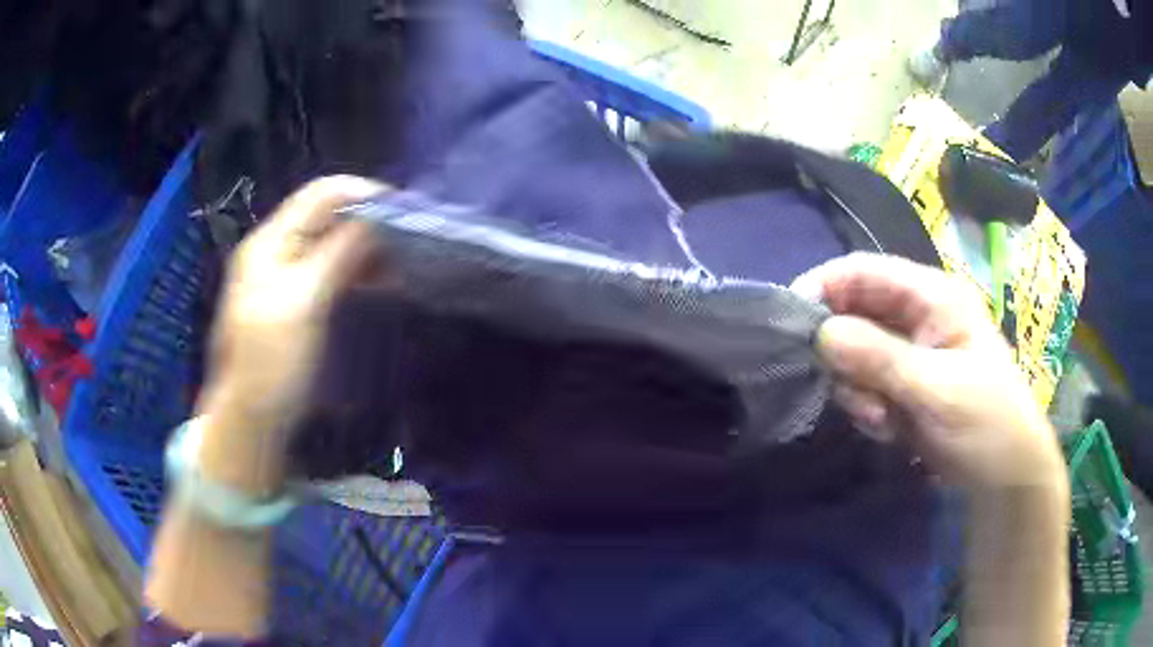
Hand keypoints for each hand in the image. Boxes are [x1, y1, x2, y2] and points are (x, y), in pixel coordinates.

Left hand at [197, 176, 387, 494]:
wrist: (250, 418)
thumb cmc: (272, 361)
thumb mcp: (304, 303)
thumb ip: (337, 254)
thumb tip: (376, 217)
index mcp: (270, 242)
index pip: (320, 194)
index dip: (361, 194)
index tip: (403, 212)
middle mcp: (277, 249)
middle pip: (327, 216)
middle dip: (369, 222)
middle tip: (410, 242)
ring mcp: (286, 275)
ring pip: (333, 244)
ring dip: (367, 249)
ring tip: (404, 265)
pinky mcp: (297, 300)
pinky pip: (331, 271)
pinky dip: (357, 272)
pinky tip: (384, 283)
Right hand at [793, 253, 1065, 493]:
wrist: (1003, 475)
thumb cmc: (986, 421)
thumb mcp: (937, 389)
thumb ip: (880, 359)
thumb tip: (820, 333)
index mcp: (932, 297)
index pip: (865, 272)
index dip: (825, 287)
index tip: (791, 322)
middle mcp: (915, 317)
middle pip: (854, 313)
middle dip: (843, 354)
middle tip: (851, 392)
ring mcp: (907, 353)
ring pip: (853, 355)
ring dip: (857, 389)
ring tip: (882, 419)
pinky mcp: (900, 386)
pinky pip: (863, 386)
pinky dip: (866, 408)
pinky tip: (888, 429)